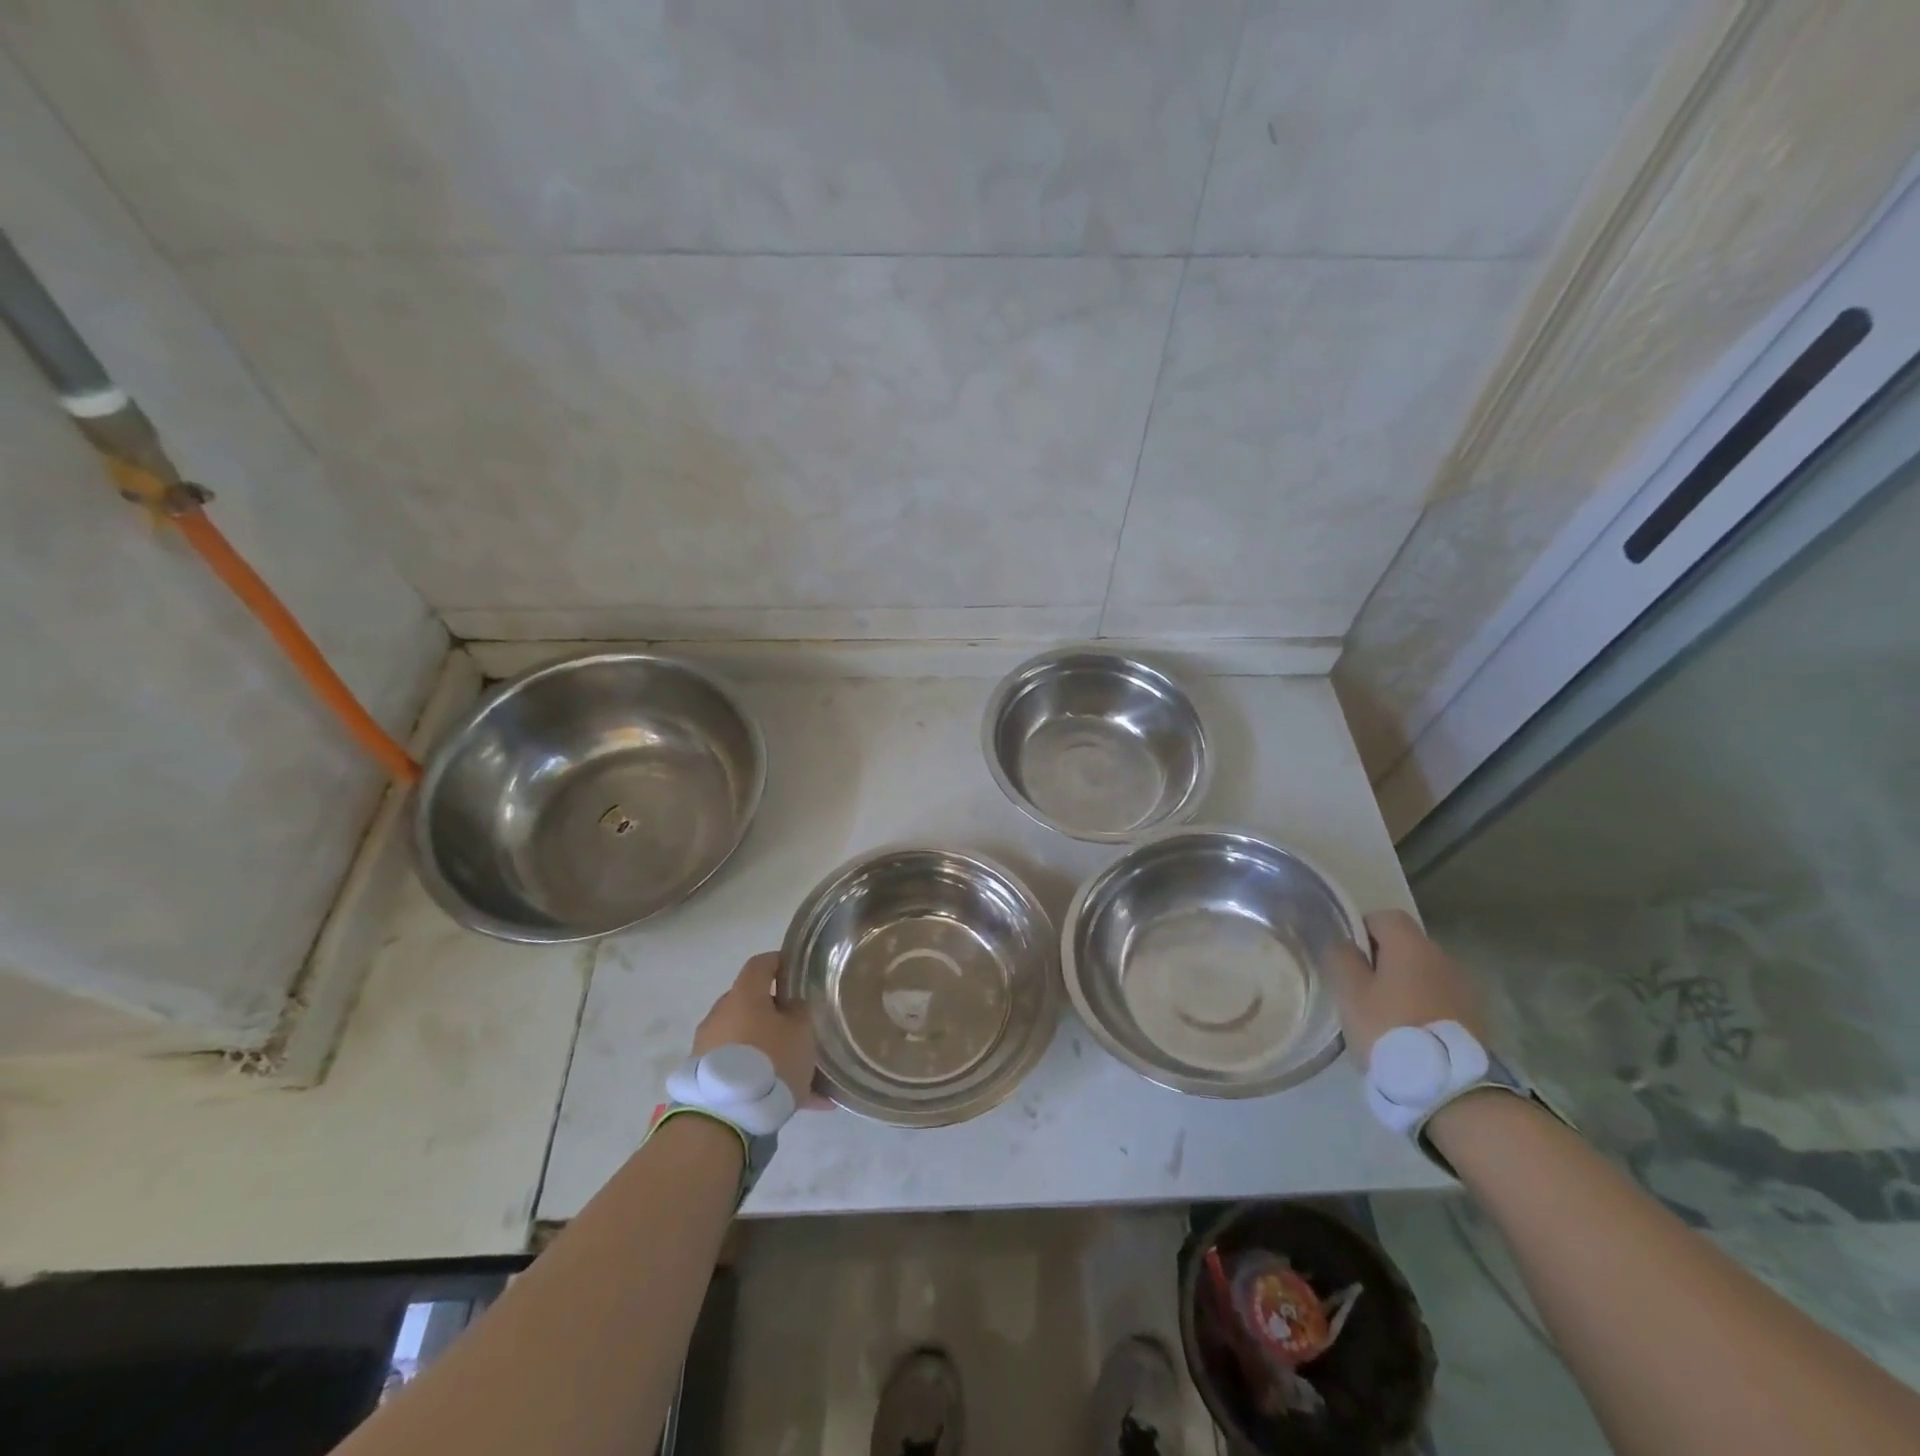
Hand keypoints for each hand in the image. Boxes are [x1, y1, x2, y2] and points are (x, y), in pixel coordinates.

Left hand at [690, 952, 821, 1105]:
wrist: (724, 1118)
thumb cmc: (769, 1060)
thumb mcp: (801, 1031)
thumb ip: (799, 1012)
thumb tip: (790, 1006)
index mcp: (743, 995)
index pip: (760, 964)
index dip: (779, 963)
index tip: (796, 971)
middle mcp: (721, 1015)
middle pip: (753, 1005)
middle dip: (777, 1016)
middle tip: (801, 1031)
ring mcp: (708, 1047)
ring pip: (750, 1041)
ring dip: (773, 1052)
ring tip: (805, 1079)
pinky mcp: (705, 1078)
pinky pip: (742, 1070)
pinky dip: (764, 1079)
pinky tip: (798, 1104)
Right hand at [1325, 909, 1485, 1066]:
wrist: (1450, 1086)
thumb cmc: (1389, 1029)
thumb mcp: (1350, 993)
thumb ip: (1341, 958)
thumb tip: (1343, 942)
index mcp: (1411, 945)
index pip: (1384, 916)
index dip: (1361, 930)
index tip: (1348, 958)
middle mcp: (1443, 957)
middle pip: (1406, 944)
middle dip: (1383, 959)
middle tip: (1362, 990)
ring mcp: (1465, 987)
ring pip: (1424, 972)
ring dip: (1406, 984)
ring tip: (1387, 1015)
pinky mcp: (1476, 1017)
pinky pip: (1441, 997)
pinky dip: (1424, 1005)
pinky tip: (1411, 1032)